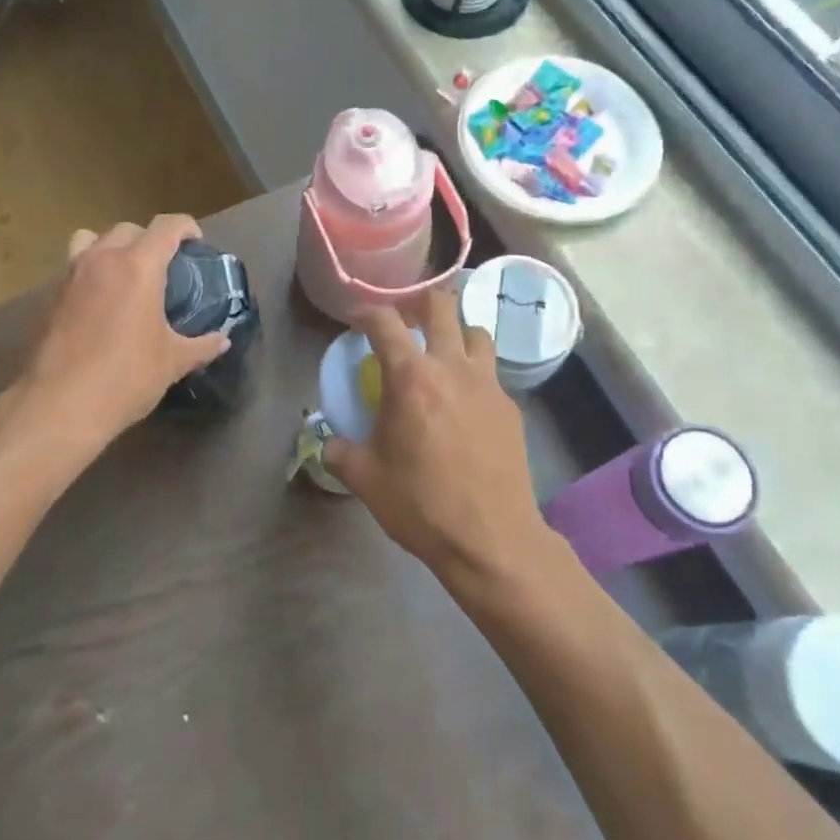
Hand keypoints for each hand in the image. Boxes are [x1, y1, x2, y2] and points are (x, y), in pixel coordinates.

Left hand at [23, 216, 229, 440]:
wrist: (60, 405)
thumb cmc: (125, 377)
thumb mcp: (172, 362)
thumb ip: (201, 346)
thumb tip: (221, 341)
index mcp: (138, 267)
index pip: (166, 227)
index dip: (186, 227)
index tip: (196, 241)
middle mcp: (102, 260)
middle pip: (129, 229)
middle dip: (150, 239)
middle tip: (164, 266)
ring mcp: (72, 275)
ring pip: (92, 239)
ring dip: (113, 247)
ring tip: (125, 274)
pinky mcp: (51, 296)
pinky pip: (75, 267)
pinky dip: (91, 272)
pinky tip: (101, 303)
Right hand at [322, 288, 545, 588]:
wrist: (491, 539)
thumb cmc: (421, 504)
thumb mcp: (364, 478)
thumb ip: (339, 451)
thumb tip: (329, 441)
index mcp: (411, 378)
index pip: (385, 322)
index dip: (366, 313)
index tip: (356, 320)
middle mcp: (452, 368)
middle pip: (441, 306)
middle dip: (417, 301)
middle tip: (403, 318)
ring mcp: (487, 384)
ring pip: (474, 332)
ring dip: (453, 332)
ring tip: (439, 352)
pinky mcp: (509, 407)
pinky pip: (489, 371)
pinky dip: (472, 370)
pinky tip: (461, 400)